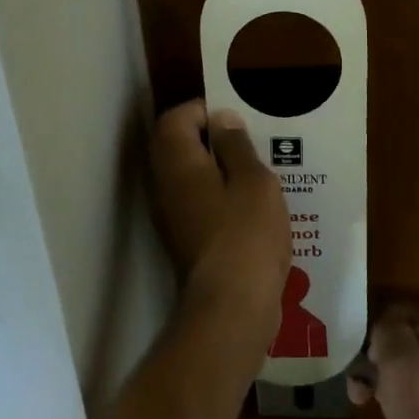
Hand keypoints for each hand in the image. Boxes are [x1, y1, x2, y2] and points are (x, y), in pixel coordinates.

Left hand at [150, 100, 291, 360]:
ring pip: (187, 176)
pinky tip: (248, 207)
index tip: (238, 120)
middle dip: (212, 140)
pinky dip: (216, 196)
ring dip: (216, 169)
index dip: (205, 111)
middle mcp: (163, 184)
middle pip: (177, 146)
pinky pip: (195, 202)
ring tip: (255, 174)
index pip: (176, 118)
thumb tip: (221, 120)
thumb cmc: (245, 233)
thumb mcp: (253, 179)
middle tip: (250, 144)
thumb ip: (235, 145)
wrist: (231, 307)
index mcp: (176, 161)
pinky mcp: (181, 239)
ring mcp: (168, 214)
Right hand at [348, 305, 418, 418]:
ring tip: (370, 403)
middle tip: (358, 388)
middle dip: (378, 358)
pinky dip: (409, 393)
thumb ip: (388, 332)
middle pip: (405, 338)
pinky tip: (398, 414)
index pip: (395, 311)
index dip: (371, 332)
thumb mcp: (397, 366)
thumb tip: (385, 322)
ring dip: (389, 377)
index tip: (357, 359)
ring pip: (414, 362)